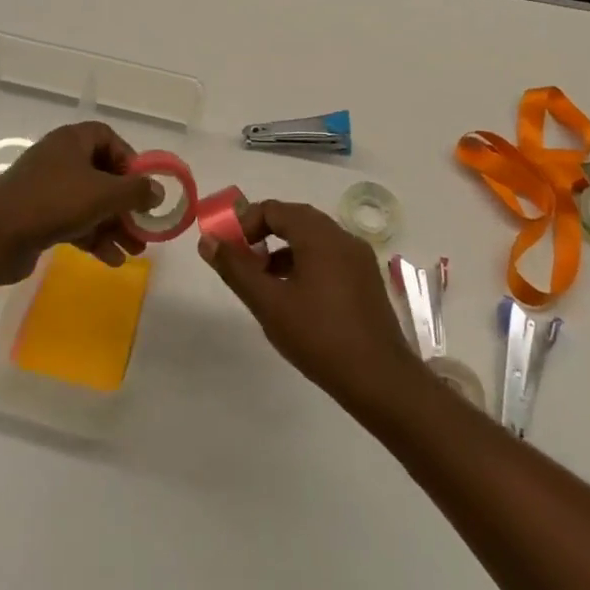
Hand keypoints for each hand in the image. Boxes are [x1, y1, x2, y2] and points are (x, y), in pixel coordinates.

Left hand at [0, 121, 159, 283]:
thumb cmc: (54, 202)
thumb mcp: (103, 194)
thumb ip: (136, 191)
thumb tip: (158, 191)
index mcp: (72, 140)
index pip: (108, 138)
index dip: (129, 160)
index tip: (142, 186)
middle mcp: (59, 158)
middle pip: (102, 175)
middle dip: (126, 204)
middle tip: (144, 228)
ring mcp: (46, 188)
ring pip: (90, 202)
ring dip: (114, 225)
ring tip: (135, 251)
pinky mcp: (37, 215)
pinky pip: (74, 221)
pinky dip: (93, 237)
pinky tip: (111, 260)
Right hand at [198, 199, 423, 411]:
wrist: (381, 380)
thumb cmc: (320, 337)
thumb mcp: (269, 303)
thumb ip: (236, 269)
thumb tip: (208, 241)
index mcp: (319, 234)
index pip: (273, 209)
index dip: (245, 223)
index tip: (227, 249)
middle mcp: (342, 236)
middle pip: (294, 219)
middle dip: (263, 235)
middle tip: (242, 262)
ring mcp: (359, 258)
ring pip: (312, 240)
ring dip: (283, 250)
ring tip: (263, 282)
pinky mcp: (367, 280)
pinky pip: (329, 257)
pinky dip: (305, 264)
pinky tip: (294, 297)